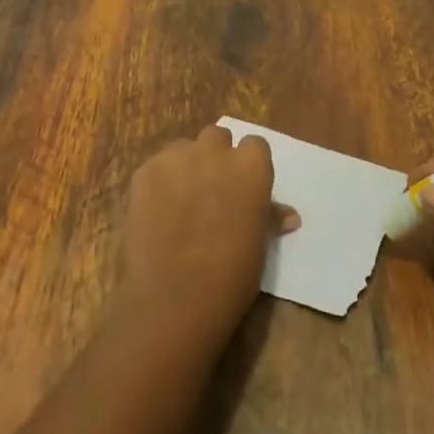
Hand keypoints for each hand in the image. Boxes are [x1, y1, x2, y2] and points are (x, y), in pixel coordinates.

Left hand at [116, 125, 297, 338]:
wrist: (175, 296)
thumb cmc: (231, 275)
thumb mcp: (258, 245)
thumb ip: (268, 217)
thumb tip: (288, 216)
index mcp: (251, 167)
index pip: (254, 145)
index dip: (247, 164)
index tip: (242, 186)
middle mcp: (215, 152)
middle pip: (216, 137)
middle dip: (215, 157)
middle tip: (211, 190)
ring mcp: (176, 158)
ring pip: (183, 148)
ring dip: (185, 165)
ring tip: (179, 200)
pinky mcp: (144, 171)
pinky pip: (156, 166)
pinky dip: (159, 181)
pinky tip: (156, 211)